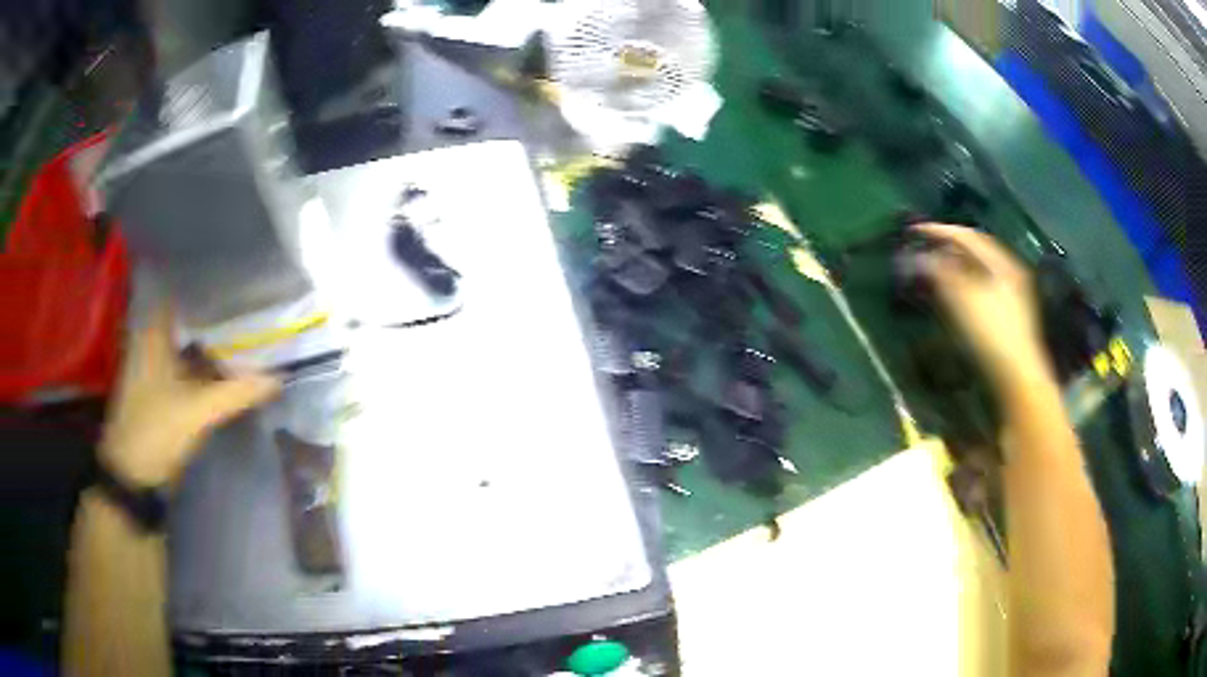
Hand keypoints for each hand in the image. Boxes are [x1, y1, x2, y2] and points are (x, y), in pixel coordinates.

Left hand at [100, 301, 280, 486]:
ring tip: (248, 327)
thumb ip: (237, 392)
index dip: (215, 285)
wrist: (132, 472)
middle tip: (254, 304)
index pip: (187, 290)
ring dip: (214, 336)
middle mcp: (153, 335)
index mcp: (155, 329)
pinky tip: (228, 361)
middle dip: (220, 311)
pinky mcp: (160, 381)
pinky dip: (206, 359)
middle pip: (191, 313)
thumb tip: (277, 378)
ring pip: (190, 336)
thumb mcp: (198, 411)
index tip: (244, 282)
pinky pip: (188, 359)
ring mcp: (155, 359)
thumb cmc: (157, 430)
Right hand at [912, 223, 1051, 389]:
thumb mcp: (962, 299)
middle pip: (977, 249)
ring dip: (957, 264)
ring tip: (937, 268)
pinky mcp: (1011, 315)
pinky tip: (956, 291)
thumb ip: (939, 273)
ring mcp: (1014, 293)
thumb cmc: (992, 334)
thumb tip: (917, 257)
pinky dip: (966, 281)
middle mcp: (1011, 271)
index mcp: (1002, 262)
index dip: (940, 231)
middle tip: (926, 246)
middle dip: (950, 245)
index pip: (968, 235)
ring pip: (981, 268)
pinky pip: (984, 285)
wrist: (1018, 379)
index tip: (915, 231)